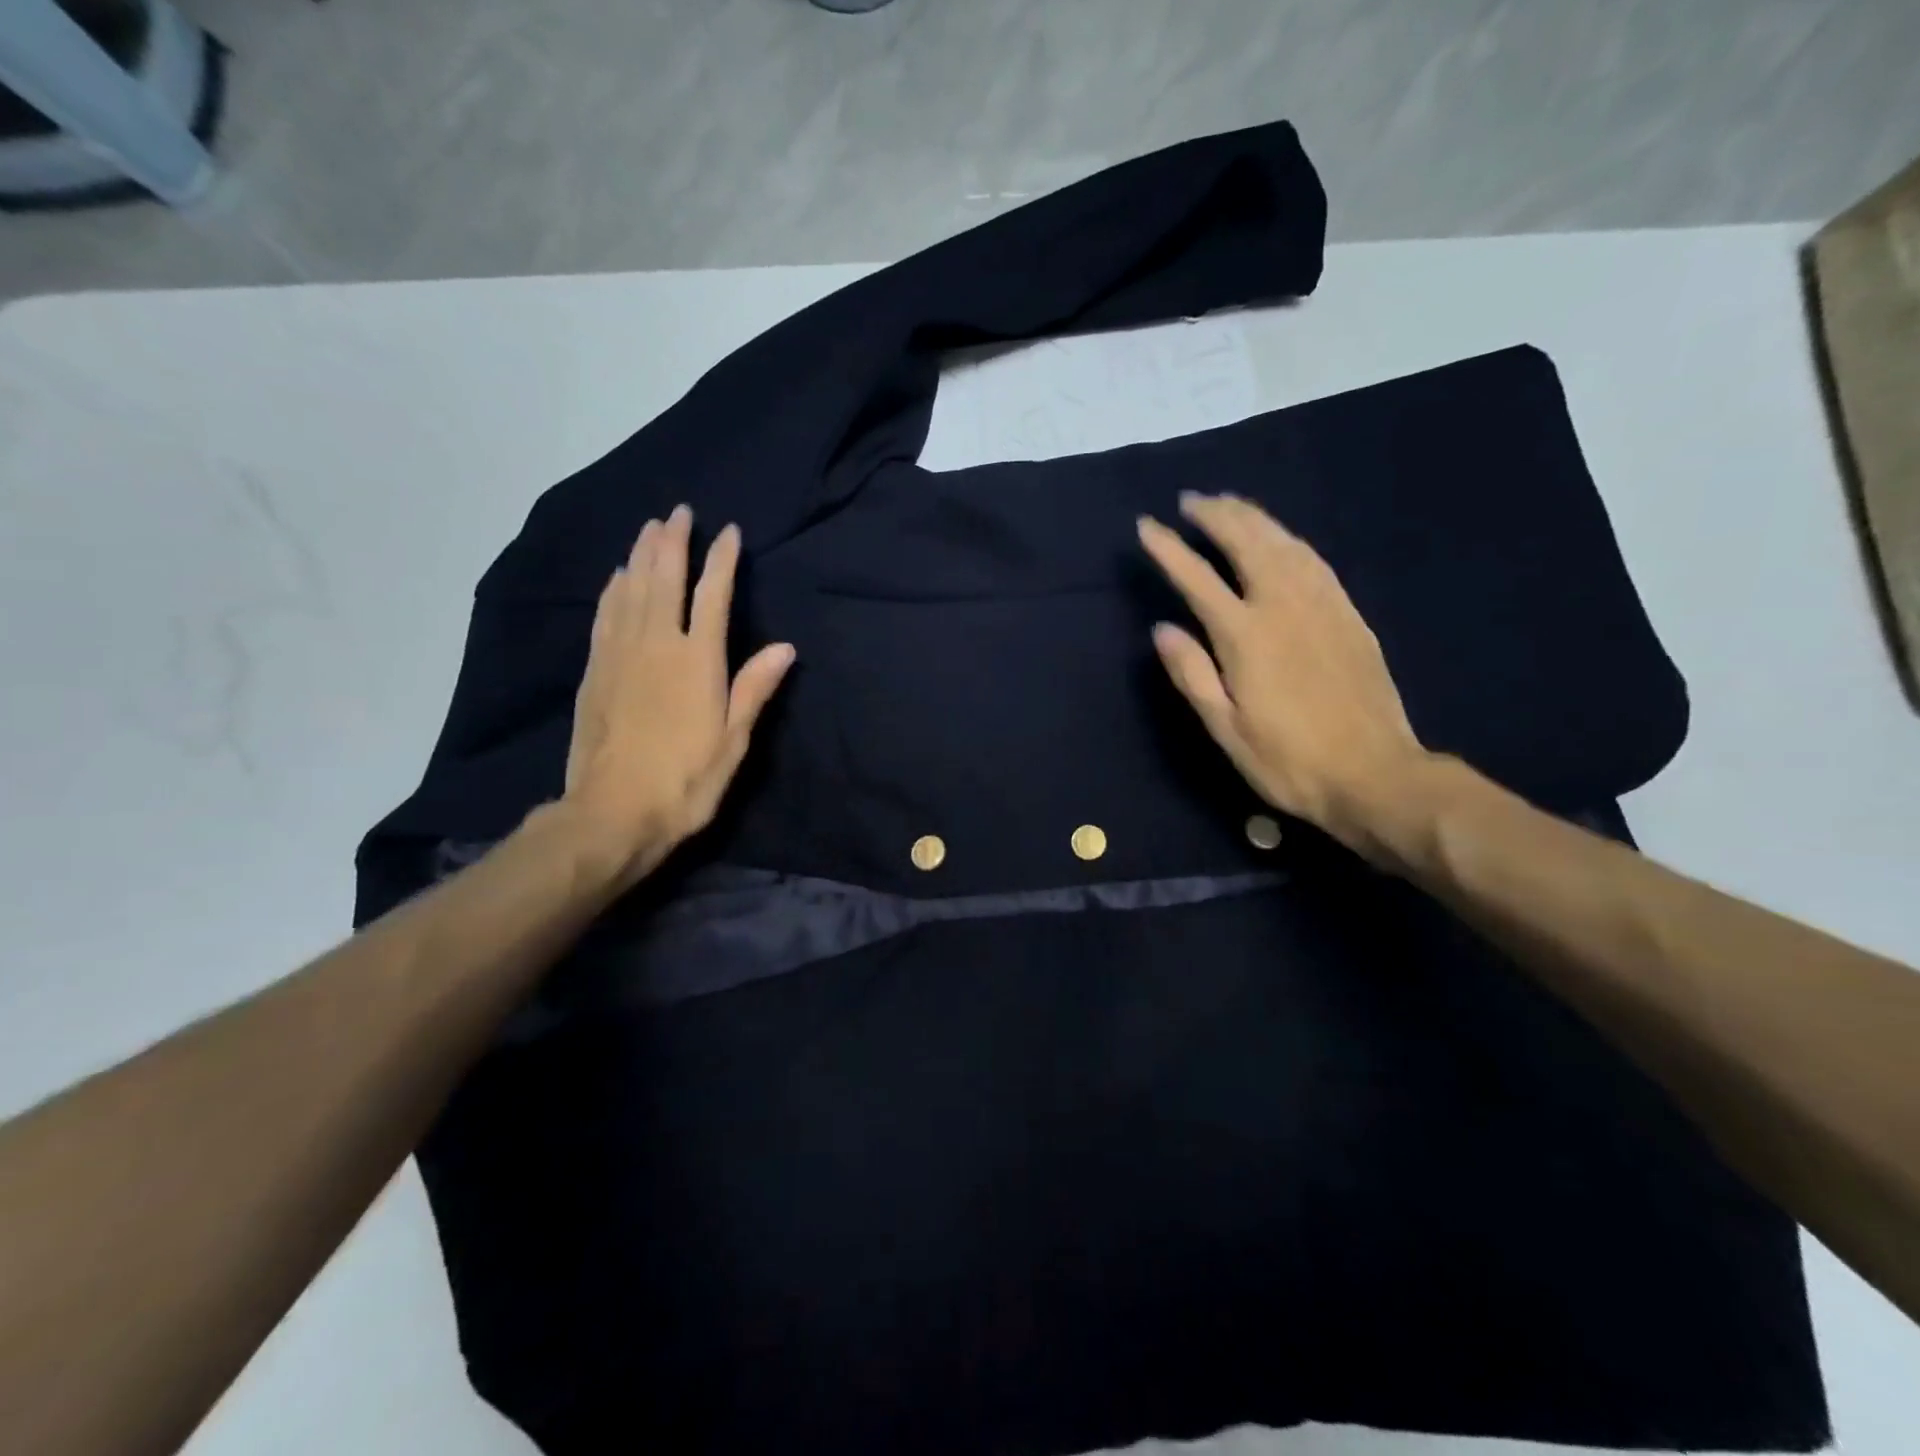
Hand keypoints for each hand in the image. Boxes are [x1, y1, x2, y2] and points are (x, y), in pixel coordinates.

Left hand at [562, 505, 794, 886]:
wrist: (612, 812)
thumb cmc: (685, 781)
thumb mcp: (733, 741)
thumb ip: (754, 689)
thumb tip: (784, 647)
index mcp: (697, 661)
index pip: (713, 597)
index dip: (722, 561)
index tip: (728, 531)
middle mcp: (656, 645)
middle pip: (664, 580)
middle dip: (674, 543)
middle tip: (679, 512)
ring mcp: (620, 655)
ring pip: (631, 590)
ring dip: (641, 555)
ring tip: (650, 528)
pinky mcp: (595, 671)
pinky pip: (605, 616)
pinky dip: (613, 589)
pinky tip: (616, 577)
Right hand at [1137, 493, 1430, 851]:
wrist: (1375, 774)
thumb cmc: (1288, 760)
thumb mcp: (1226, 728)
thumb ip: (1192, 674)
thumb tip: (1162, 628)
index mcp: (1246, 636)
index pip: (1197, 579)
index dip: (1169, 550)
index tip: (1146, 526)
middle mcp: (1283, 606)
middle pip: (1246, 543)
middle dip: (1215, 516)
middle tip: (1191, 500)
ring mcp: (1322, 605)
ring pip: (1283, 543)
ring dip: (1252, 517)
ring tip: (1229, 504)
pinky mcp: (1349, 614)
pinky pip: (1314, 560)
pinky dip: (1288, 538)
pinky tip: (1280, 537)